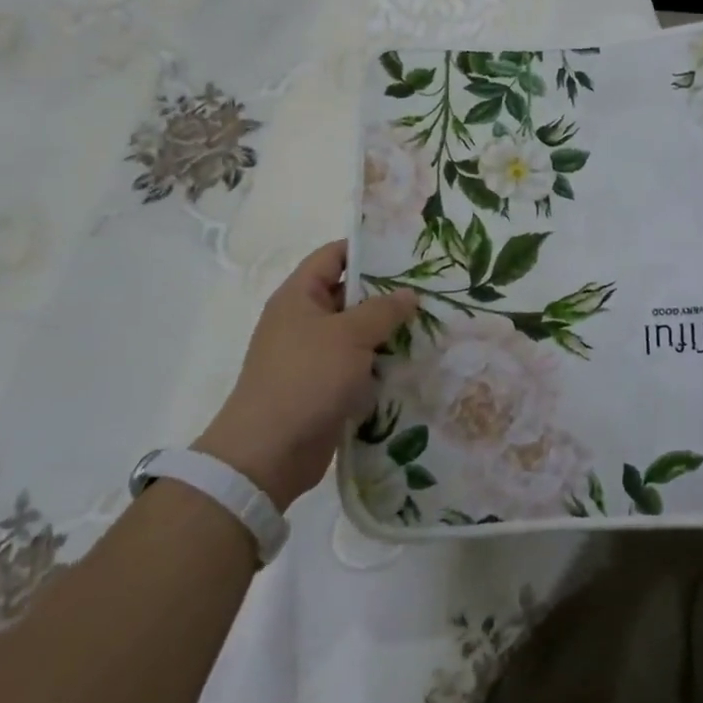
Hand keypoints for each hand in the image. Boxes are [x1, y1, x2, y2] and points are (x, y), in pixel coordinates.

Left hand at [196, 241, 415, 509]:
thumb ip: (383, 310)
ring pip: (358, 333)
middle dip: (388, 293)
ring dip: (389, 332)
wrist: (269, 453)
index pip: (333, 256)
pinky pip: (359, 366)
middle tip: (431, 289)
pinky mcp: (325, 387)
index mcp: (299, 296)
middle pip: (350, 294)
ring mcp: (314, 356)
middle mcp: (304, 321)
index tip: (407, 251)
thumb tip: (409, 294)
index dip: (367, 249)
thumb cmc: (306, 379)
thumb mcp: (349, 335)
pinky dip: (382, 364)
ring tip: (433, 324)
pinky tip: (415, 362)